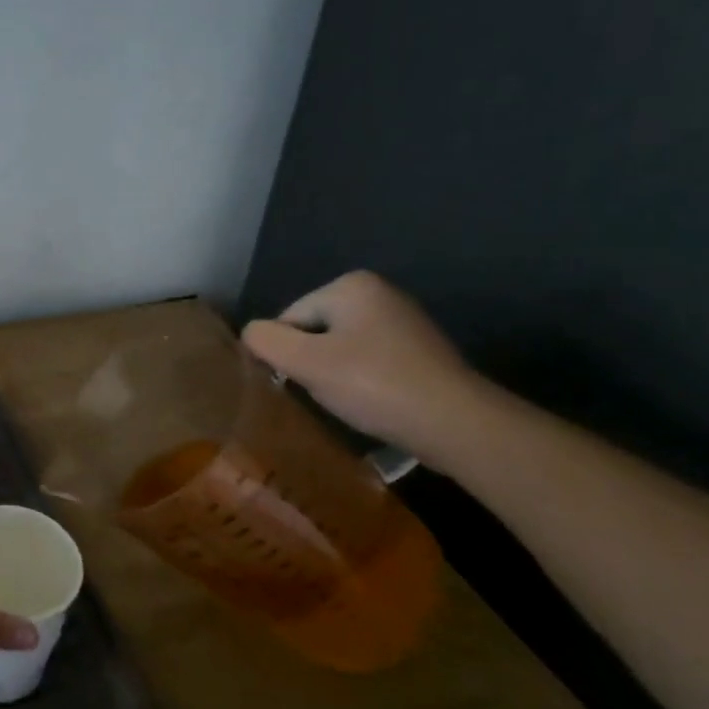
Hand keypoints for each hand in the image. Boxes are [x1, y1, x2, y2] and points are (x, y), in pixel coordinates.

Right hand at [240, 271, 482, 454]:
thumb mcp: (305, 362)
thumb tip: (252, 334)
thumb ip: (266, 341)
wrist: (456, 423)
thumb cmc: (374, 384)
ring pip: (341, 349)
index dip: (287, 353)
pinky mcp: (420, 351)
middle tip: (327, 392)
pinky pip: (369, 361)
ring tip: (351, 400)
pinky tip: (372, 402)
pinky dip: (362, 381)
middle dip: (312, 362)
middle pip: (315, 331)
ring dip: (336, 374)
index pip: (290, 318)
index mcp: (351, 285)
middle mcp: (379, 292)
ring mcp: (404, 321)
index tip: (305, 382)